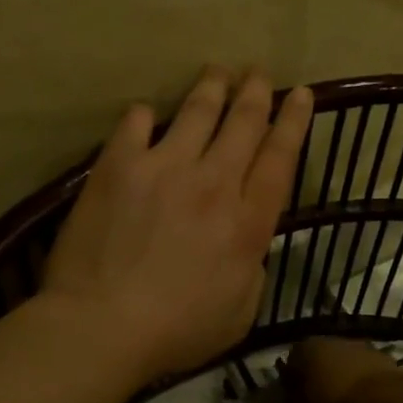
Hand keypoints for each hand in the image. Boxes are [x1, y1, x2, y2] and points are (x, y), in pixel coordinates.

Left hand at [38, 67, 314, 384]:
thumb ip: (251, 264)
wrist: (101, 324)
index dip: (294, 121)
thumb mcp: (240, 311)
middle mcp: (213, 183)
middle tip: (257, 72)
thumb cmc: (175, 331)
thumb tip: (249, 237)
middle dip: (255, 92)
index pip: (280, 158)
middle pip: (243, 123)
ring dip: (211, 87)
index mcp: (247, 221)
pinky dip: (144, 114)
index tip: (301, 93)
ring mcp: (165, 167)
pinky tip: (145, 112)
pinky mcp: (120, 165)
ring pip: (197, 111)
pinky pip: (136, 123)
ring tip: (217, 71)